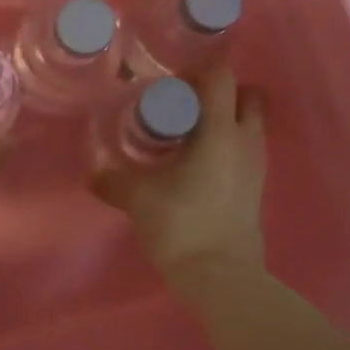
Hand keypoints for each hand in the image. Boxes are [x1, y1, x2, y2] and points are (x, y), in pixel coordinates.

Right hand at [91, 67, 266, 295]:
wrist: (221, 278)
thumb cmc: (182, 225)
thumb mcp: (139, 199)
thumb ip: (114, 181)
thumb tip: (92, 174)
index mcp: (220, 131)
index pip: (222, 77)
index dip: (199, 71)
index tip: (172, 82)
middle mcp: (245, 140)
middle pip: (247, 95)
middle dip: (220, 93)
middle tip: (186, 104)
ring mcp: (257, 165)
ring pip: (251, 124)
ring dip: (226, 119)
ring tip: (189, 134)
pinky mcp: (257, 188)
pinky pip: (247, 150)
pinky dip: (229, 145)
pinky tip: (198, 164)